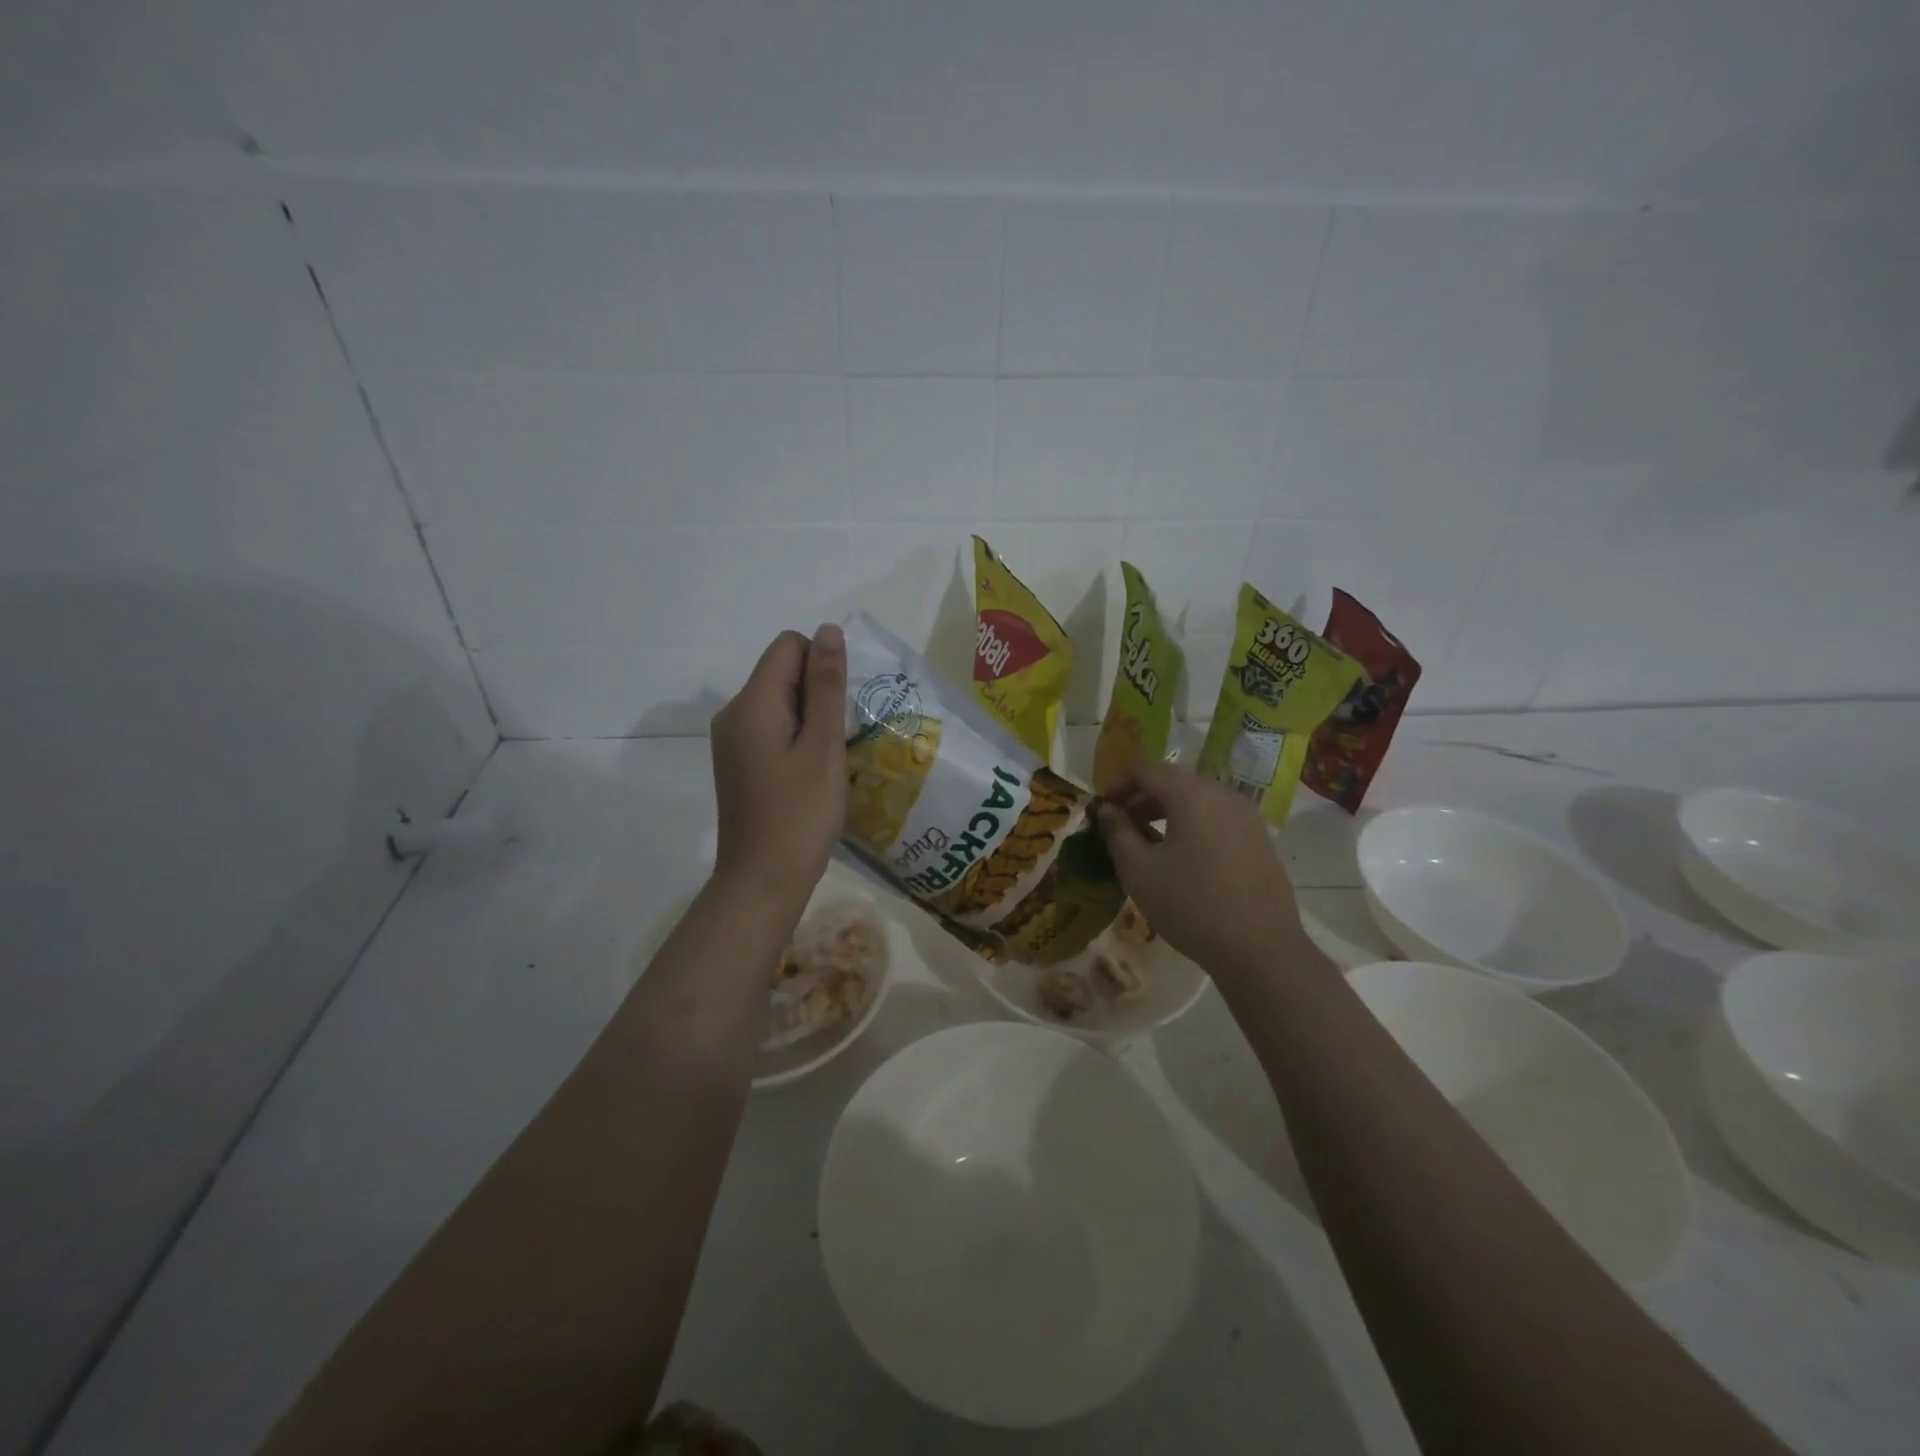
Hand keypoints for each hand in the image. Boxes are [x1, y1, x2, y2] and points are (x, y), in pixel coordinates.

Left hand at [709, 625, 846, 914]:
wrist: (762, 881)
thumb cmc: (800, 814)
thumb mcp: (823, 746)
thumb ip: (827, 686)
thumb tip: (828, 630)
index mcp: (751, 703)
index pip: (789, 645)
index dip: (822, 665)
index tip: (842, 708)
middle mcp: (733, 713)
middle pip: (782, 671)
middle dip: (818, 692)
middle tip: (840, 739)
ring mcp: (731, 740)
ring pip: (779, 701)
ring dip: (811, 717)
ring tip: (830, 758)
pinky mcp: (738, 762)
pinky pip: (771, 727)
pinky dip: (796, 737)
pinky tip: (812, 772)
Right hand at [1096, 763, 1318, 980]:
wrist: (1260, 949)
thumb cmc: (1191, 905)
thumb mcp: (1139, 871)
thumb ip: (1118, 833)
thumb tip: (1107, 811)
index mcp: (1192, 794)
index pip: (1147, 770)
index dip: (1118, 785)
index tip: (1102, 810)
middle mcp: (1223, 795)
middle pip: (1174, 782)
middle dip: (1143, 798)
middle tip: (1121, 827)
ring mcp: (1247, 816)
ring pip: (1198, 800)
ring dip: (1168, 812)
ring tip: (1149, 843)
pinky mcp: (1260, 839)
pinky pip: (1218, 818)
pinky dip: (1193, 825)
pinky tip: (1184, 859)